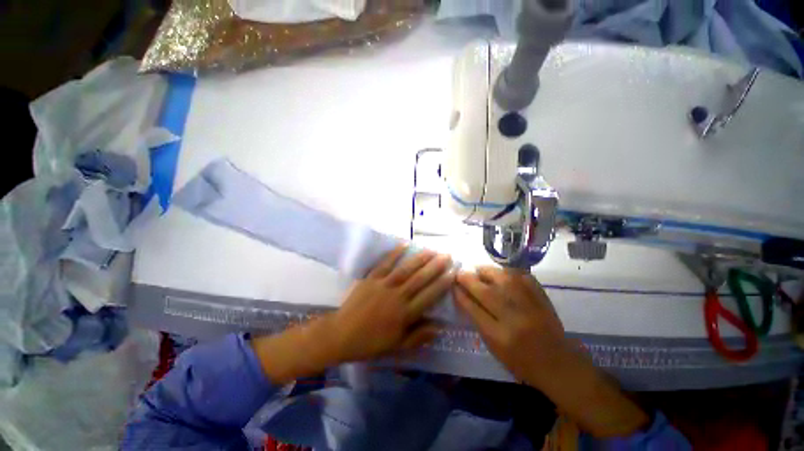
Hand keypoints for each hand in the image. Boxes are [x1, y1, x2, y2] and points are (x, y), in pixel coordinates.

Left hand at [327, 244, 453, 361]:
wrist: (342, 334)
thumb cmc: (371, 342)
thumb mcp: (397, 346)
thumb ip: (419, 336)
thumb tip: (440, 327)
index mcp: (405, 314)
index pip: (429, 296)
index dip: (442, 284)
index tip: (453, 273)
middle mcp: (397, 296)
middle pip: (420, 279)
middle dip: (435, 267)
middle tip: (447, 255)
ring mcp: (383, 285)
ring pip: (406, 269)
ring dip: (420, 258)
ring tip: (432, 250)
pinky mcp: (372, 278)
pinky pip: (385, 263)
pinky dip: (395, 253)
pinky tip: (404, 244)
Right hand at [454, 267, 648, 437]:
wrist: (558, 362)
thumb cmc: (521, 361)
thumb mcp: (494, 348)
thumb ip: (477, 320)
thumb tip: (463, 295)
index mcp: (499, 336)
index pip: (472, 307)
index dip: (460, 293)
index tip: (452, 285)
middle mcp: (513, 317)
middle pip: (483, 290)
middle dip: (467, 278)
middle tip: (460, 273)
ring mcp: (529, 303)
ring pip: (500, 277)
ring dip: (484, 271)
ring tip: (478, 271)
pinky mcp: (540, 294)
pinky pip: (518, 275)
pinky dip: (505, 272)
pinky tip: (499, 274)